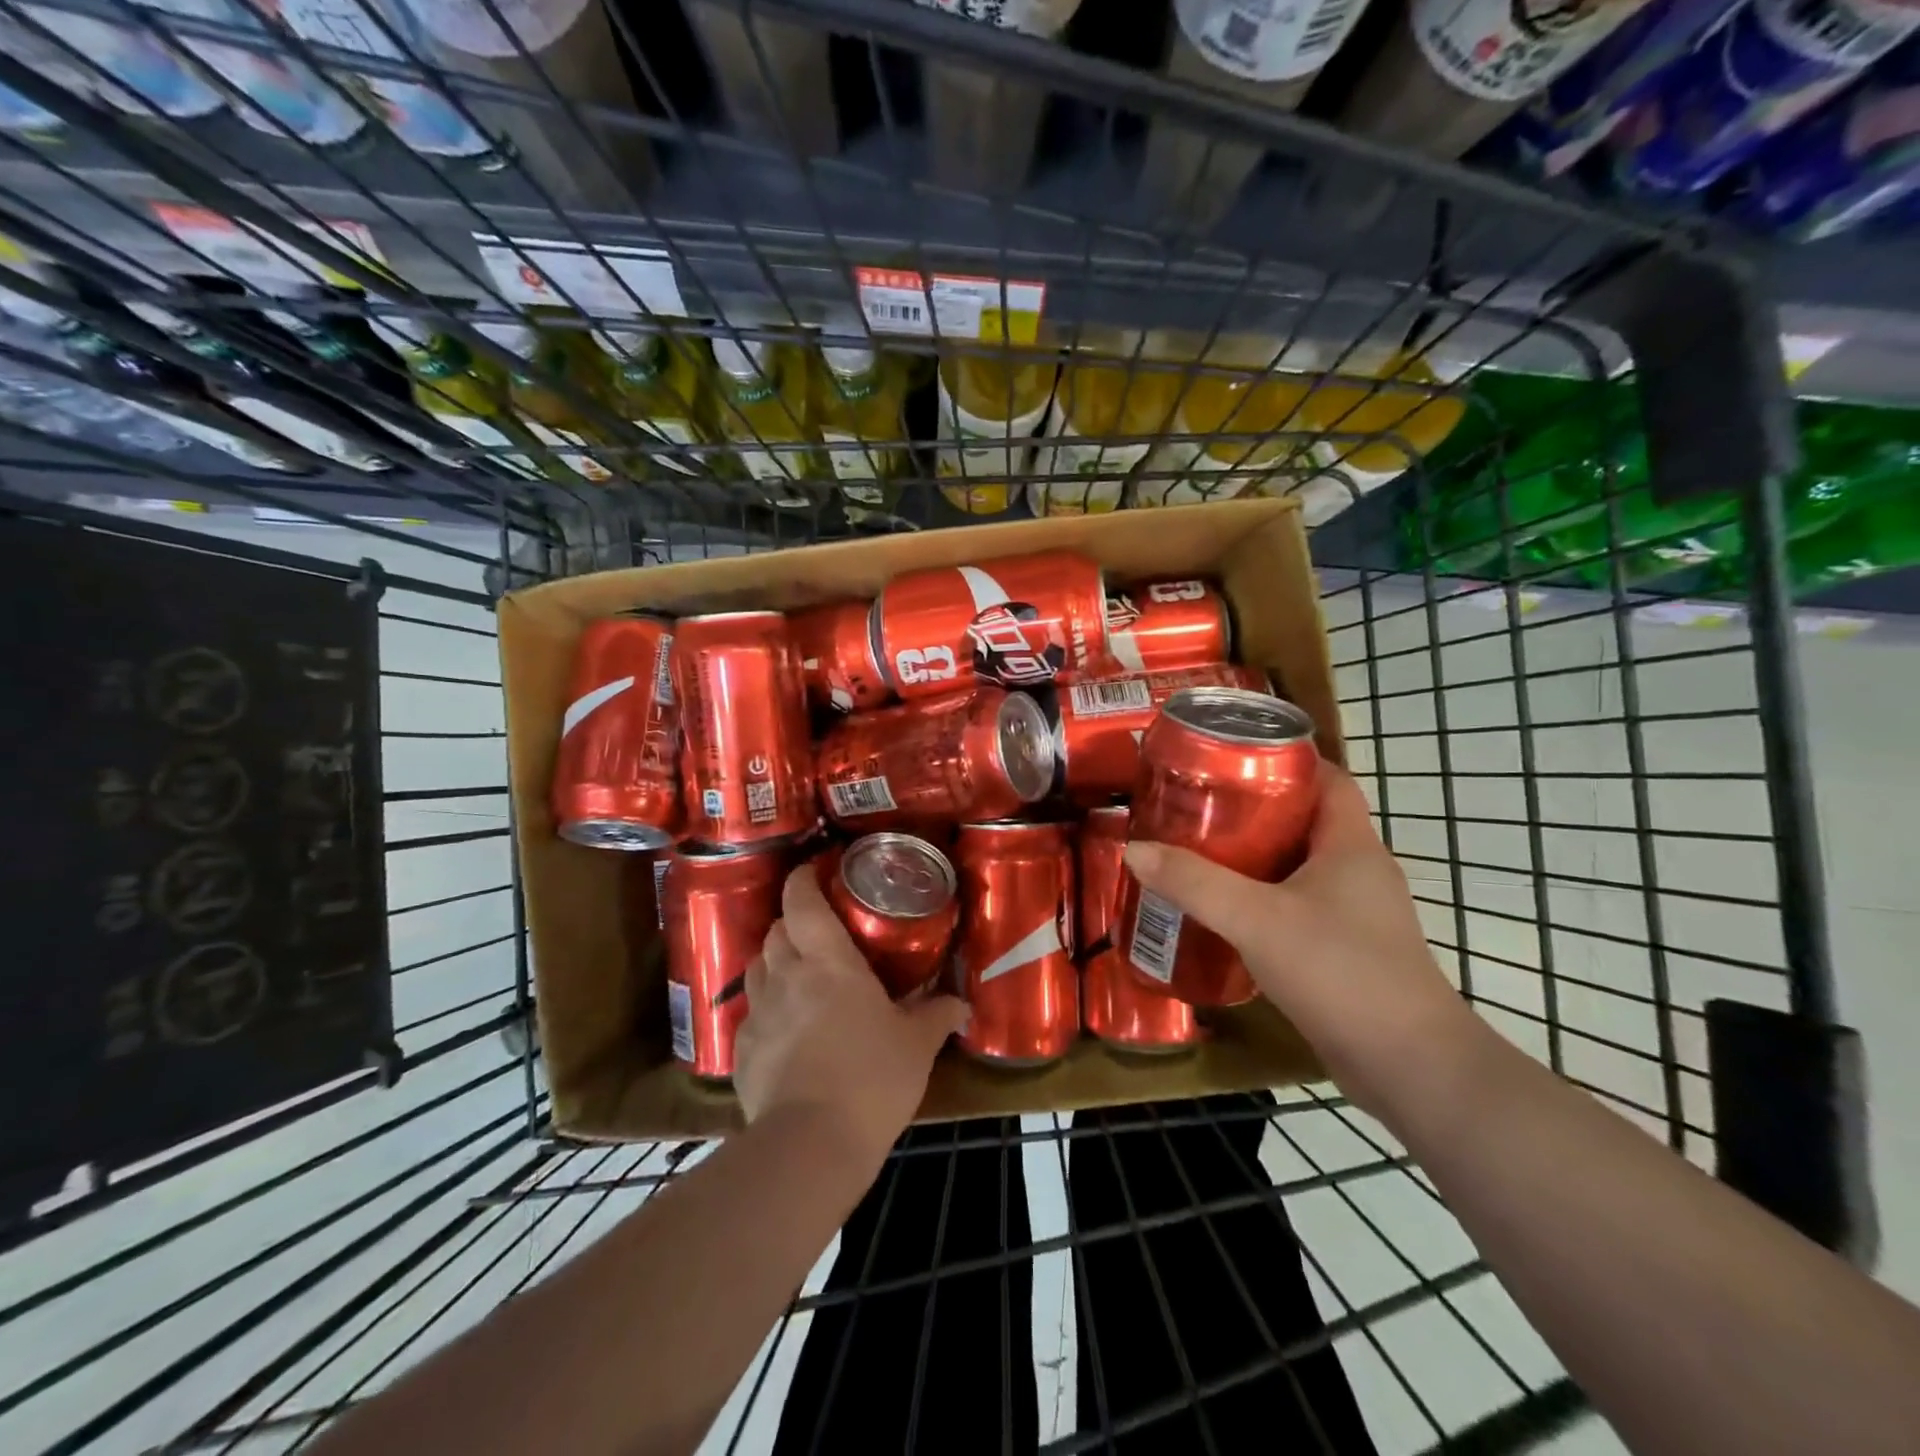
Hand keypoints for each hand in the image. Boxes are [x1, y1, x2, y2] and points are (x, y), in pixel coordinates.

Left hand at [736, 861, 968, 1166]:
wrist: (811, 1145)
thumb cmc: (872, 1078)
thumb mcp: (916, 1046)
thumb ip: (937, 1016)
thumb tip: (962, 1004)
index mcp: (828, 963)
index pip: (803, 902)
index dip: (804, 879)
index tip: (814, 871)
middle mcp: (786, 976)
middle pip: (776, 930)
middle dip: (792, 922)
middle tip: (817, 932)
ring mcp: (758, 1014)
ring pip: (757, 967)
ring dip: (775, 960)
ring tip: (797, 975)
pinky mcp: (741, 1052)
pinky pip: (750, 1014)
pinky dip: (765, 1009)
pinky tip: (784, 1029)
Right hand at [1122, 759, 1479, 1115]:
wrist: (1409, 1067)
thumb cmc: (1340, 972)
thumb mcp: (1256, 919)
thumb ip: (1194, 883)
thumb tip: (1135, 849)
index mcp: (1351, 845)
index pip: (1329, 779)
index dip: (1286, 759)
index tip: (1232, 756)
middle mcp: (1359, 871)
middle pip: (1306, 820)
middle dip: (1254, 808)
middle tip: (1199, 804)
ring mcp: (1356, 914)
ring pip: (1299, 866)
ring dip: (1255, 857)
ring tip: (1199, 851)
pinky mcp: (1346, 950)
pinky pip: (1298, 906)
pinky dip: (1262, 899)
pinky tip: (1223, 912)